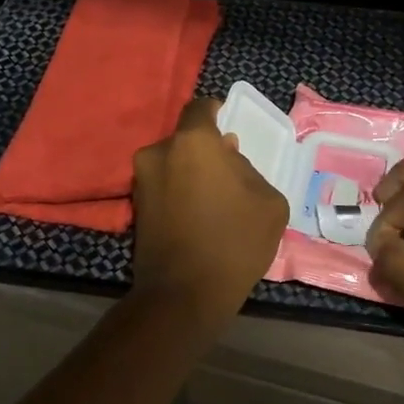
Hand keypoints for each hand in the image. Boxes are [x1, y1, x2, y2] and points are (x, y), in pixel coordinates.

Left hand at [132, 97, 288, 317]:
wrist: (184, 294)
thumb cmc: (234, 241)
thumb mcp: (268, 201)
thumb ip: (248, 169)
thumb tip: (229, 162)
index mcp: (192, 142)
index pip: (201, 108)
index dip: (216, 112)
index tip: (229, 124)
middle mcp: (159, 152)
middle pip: (186, 140)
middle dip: (206, 150)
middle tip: (229, 172)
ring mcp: (141, 181)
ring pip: (173, 163)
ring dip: (191, 172)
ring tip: (214, 199)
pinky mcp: (135, 208)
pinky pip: (163, 186)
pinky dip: (178, 192)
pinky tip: (197, 215)